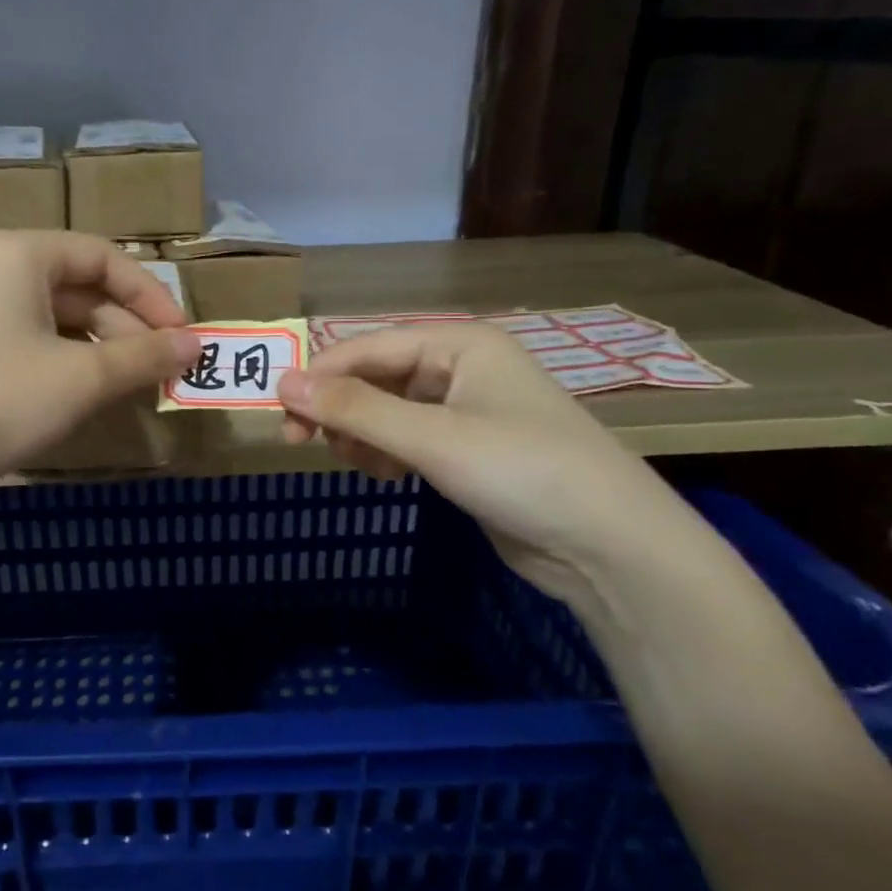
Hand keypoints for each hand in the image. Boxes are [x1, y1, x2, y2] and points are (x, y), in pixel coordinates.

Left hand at [0, 230, 199, 486]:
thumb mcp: (83, 378)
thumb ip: (146, 356)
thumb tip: (199, 346)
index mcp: (20, 253)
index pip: (104, 258)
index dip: (152, 296)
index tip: (184, 338)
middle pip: (82, 287)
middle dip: (129, 328)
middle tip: (165, 370)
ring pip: (59, 318)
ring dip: (103, 349)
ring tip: (135, 386)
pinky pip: (34, 341)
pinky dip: (70, 362)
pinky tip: (90, 394)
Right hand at [276, 323, 709, 609]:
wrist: (611, 547)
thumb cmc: (522, 471)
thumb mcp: (431, 437)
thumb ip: (354, 409)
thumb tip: (282, 381)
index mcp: (460, 343)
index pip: (369, 347)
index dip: (321, 375)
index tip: (280, 413)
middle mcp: (461, 367)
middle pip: (376, 376)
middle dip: (339, 408)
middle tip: (303, 445)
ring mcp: (467, 409)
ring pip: (388, 409)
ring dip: (360, 433)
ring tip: (354, 463)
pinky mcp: (469, 448)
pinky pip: (408, 436)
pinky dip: (386, 452)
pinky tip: (385, 475)